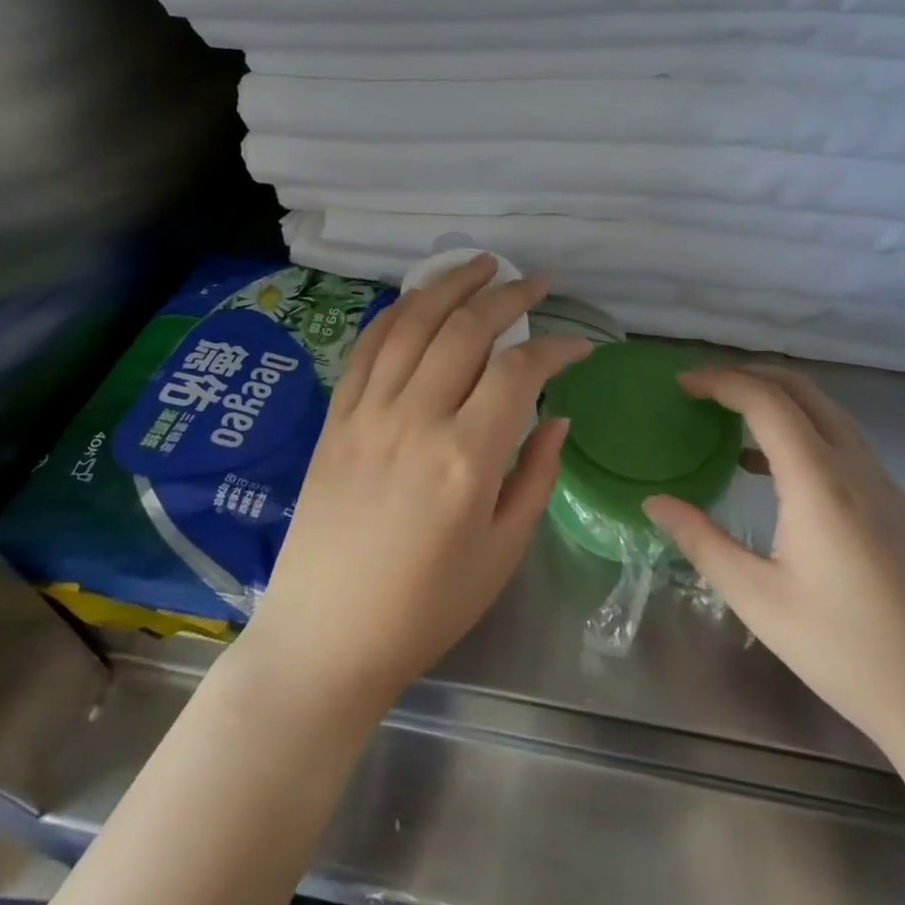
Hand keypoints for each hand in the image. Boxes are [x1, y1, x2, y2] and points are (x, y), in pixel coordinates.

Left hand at [237, 255, 591, 724]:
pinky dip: (395, 314)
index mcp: (466, 457)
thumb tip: (557, 415)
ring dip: (450, 285)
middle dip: (508, 295)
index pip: (519, 371)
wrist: (325, 639)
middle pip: (466, 330)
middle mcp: (416, 419)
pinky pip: (366, 349)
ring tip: (481, 264)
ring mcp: (368, 414)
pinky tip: (417, 300)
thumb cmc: (425, 608)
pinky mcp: (335, 420)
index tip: (579, 345)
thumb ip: (535, 476)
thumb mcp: (501, 553)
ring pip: (413, 324)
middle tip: (536, 282)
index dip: (555, 347)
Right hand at [643, 365, 904, 754]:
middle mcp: (855, 466)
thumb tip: (654, 502)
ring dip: (778, 399)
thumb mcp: (758, 599)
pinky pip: (843, 440)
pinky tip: (773, 468)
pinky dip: (802, 428)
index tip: (682, 384)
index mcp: (819, 481)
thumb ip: (702, 542)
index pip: (766, 401)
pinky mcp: (896, 504)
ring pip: (827, 412)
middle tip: (703, 389)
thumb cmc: (846, 651)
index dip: (721, 382)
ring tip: (730, 418)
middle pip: (801, 390)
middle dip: (749, 375)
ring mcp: (883, 482)